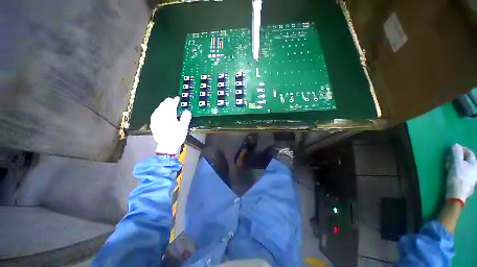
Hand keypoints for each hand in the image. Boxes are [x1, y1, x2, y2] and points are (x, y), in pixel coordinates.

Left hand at [150, 97, 191, 154]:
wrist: (167, 146)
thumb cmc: (176, 137)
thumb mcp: (184, 128)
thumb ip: (185, 118)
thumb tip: (187, 111)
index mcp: (169, 117)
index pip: (171, 106)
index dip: (175, 101)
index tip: (177, 98)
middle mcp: (161, 117)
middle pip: (163, 106)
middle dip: (167, 102)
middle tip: (171, 99)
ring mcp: (156, 120)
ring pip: (158, 110)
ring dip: (161, 105)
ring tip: (165, 103)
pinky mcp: (153, 124)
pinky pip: (154, 114)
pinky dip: (157, 111)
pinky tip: (158, 111)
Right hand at [446, 143, 476, 203]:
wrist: (457, 194)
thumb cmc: (458, 177)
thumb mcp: (456, 163)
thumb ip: (457, 153)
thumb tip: (456, 145)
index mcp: (474, 163)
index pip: (469, 152)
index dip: (461, 149)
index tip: (452, 149)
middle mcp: (475, 169)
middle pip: (466, 159)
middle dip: (457, 157)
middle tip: (448, 158)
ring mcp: (472, 176)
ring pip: (463, 166)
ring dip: (456, 164)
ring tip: (448, 165)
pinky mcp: (467, 181)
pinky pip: (462, 172)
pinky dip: (457, 169)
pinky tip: (452, 172)